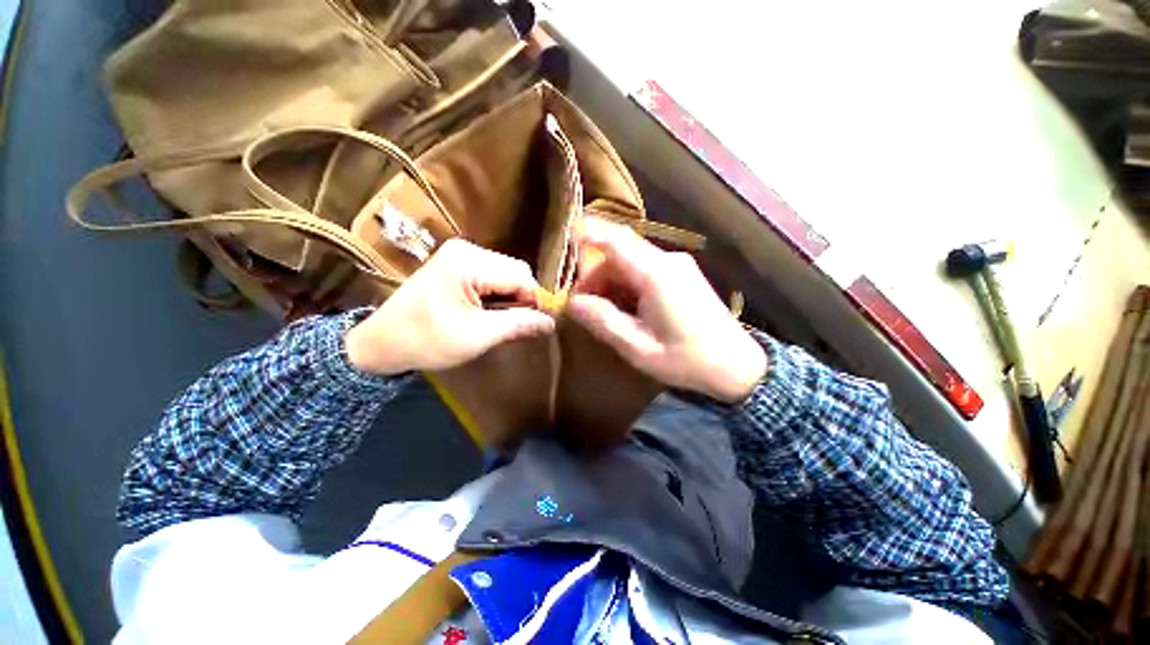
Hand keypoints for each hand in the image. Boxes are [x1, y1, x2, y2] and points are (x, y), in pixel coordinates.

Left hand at [345, 239, 555, 374]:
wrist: (381, 343)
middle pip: (515, 270)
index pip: (521, 275)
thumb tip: (551, 322)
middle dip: (523, 298)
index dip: (535, 300)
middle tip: (518, 325)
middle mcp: (466, 249)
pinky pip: (492, 276)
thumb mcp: (477, 336)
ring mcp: (460, 254)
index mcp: (468, 262)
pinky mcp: (457, 264)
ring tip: (501, 321)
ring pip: (506, 274)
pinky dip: (499, 295)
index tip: (539, 324)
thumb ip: (518, 325)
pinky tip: (490, 312)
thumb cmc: (427, 341)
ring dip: (511, 297)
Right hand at [567, 218, 767, 402]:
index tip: (564, 240)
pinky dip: (626, 285)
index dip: (588, 234)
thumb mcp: (638, 347)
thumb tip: (571, 303)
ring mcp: (677, 265)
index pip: (616, 240)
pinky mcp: (681, 274)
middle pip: (619, 253)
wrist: (738, 366)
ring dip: (610, 282)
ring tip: (604, 313)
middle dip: (595, 276)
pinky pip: (644, 270)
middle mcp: (667, 260)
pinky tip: (626, 309)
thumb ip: (603, 321)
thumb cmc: (687, 360)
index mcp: (657, 275)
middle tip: (583, 306)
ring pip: (630, 262)